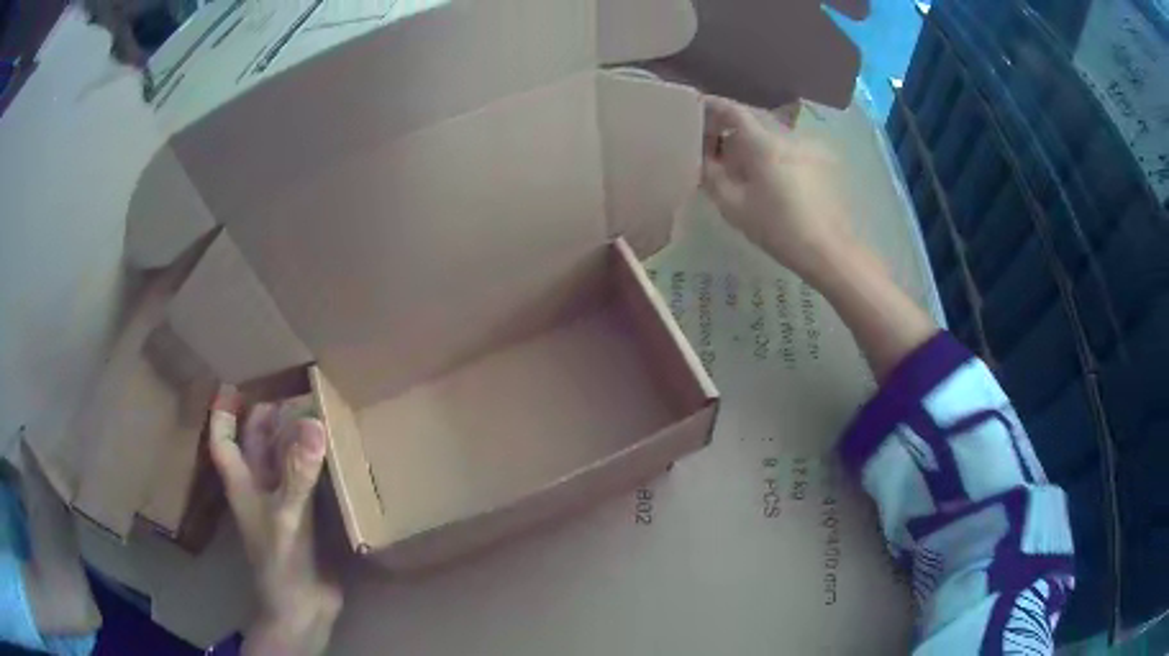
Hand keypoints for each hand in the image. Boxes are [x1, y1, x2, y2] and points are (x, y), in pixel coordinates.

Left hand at [208, 396, 341, 655]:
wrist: (304, 608)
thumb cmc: (282, 561)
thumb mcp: (287, 515)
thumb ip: (298, 473)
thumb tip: (313, 424)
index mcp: (242, 483)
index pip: (223, 441)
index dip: (223, 413)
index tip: (233, 385)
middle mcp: (259, 488)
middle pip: (255, 444)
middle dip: (267, 418)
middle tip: (291, 390)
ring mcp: (283, 504)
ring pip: (282, 460)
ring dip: (294, 439)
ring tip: (316, 412)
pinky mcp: (307, 518)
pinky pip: (307, 481)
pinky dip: (316, 464)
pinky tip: (335, 454)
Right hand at [701, 96, 858, 284]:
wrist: (830, 250)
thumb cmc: (779, 229)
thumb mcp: (734, 207)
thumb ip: (712, 176)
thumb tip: (703, 158)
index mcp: (764, 143)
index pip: (732, 110)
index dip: (711, 107)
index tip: (696, 112)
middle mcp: (787, 136)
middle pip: (752, 122)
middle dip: (730, 131)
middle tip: (714, 150)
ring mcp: (809, 147)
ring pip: (771, 136)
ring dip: (753, 145)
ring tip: (742, 170)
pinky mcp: (823, 162)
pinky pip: (789, 149)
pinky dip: (773, 155)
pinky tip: (770, 180)